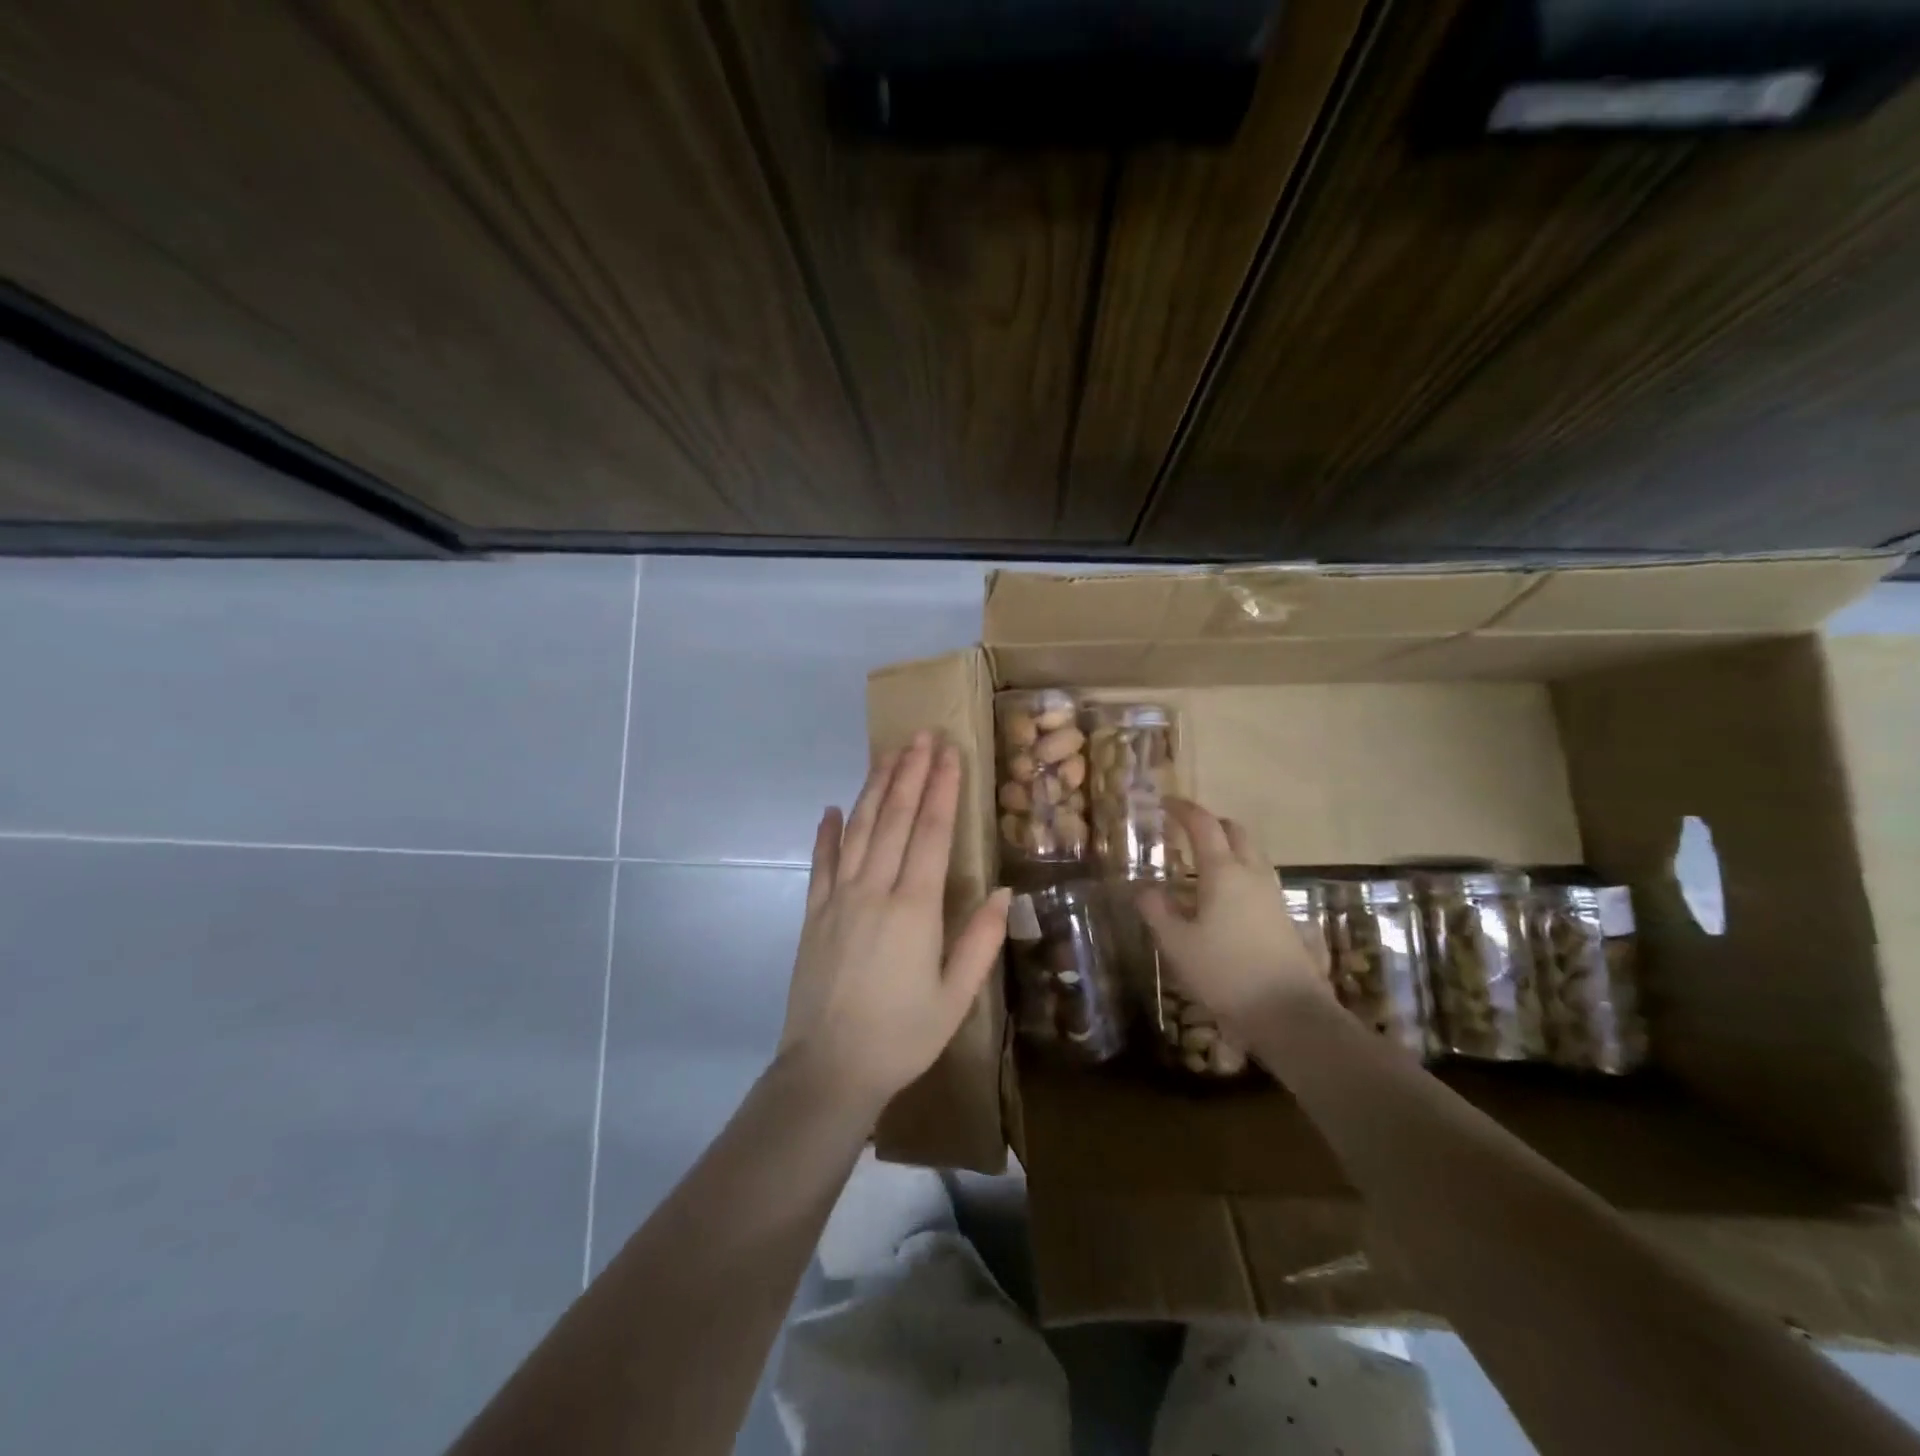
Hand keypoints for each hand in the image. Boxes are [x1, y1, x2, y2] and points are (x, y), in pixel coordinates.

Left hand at [778, 730, 1011, 1114]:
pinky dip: (827, 833)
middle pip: (894, 819)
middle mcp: (874, 890)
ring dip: (874, 789)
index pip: (930, 832)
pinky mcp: (813, 914)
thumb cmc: (901, 1036)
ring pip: (859, 830)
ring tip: (888, 754)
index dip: (941, 789)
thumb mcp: (955, 997)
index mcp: (913, 908)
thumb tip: (1001, 891)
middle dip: (909, 773)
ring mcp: (838, 898)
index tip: (948, 753)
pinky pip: (821, 863)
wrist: (828, 1070)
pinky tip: (832, 808)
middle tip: (921, 736)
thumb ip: (980, 941)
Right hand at [1137, 798, 1329, 1035]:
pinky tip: (1222, 899)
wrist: (1289, 1014)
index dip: (1183, 809)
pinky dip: (1238, 873)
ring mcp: (1272, 896)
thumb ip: (1157, 912)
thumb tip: (1145, 889)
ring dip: (1227, 848)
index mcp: (1223, 872)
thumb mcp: (1178, 945)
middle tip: (1185, 831)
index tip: (1165, 803)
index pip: (1203, 825)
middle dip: (1211, 824)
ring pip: (1251, 854)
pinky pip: (1257, 879)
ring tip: (1201, 865)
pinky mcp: (1283, 918)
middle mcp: (1251, 874)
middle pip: (1235, 832)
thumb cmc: (1226, 973)